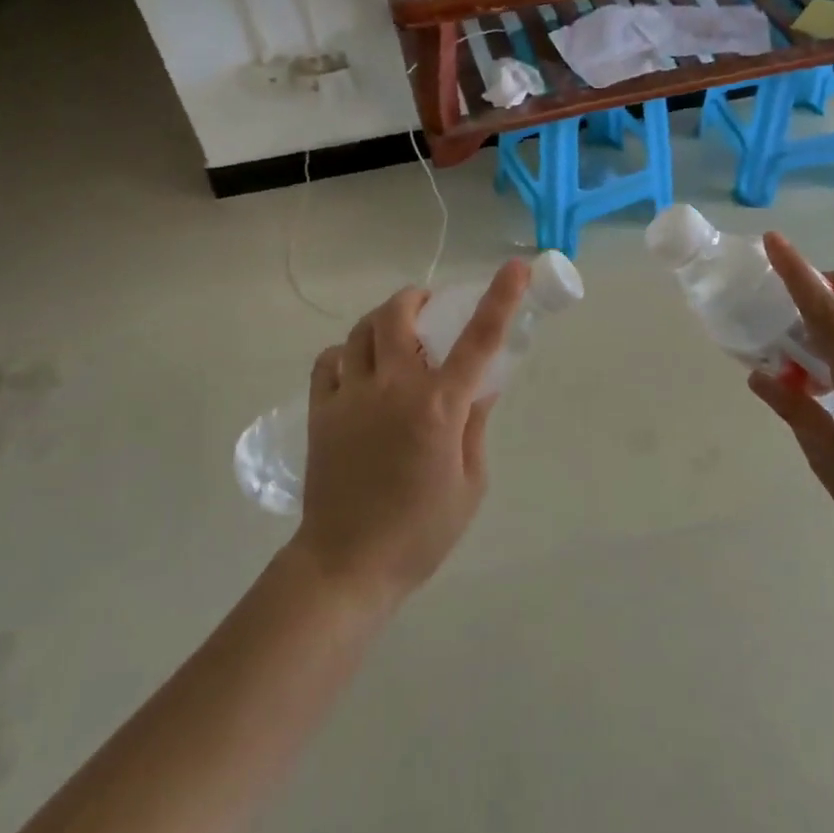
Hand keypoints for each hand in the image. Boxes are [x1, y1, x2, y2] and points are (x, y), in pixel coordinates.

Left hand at [289, 260, 530, 609]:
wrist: (348, 566)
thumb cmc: (421, 531)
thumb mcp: (471, 483)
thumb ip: (476, 425)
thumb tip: (482, 385)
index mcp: (439, 407)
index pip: (477, 340)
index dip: (499, 298)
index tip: (513, 267)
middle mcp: (393, 389)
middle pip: (398, 314)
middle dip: (417, 299)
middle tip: (430, 309)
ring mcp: (350, 397)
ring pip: (360, 330)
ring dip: (382, 321)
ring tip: (395, 336)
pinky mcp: (320, 412)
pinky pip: (328, 361)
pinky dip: (345, 353)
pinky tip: (358, 369)